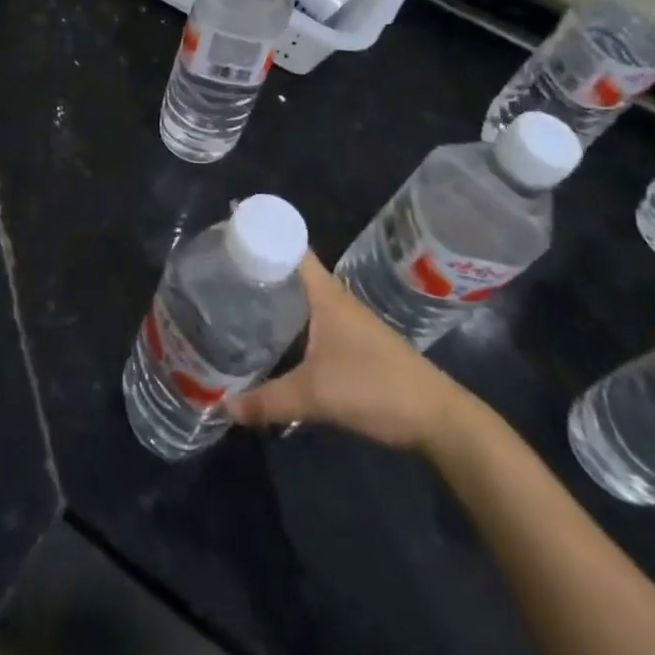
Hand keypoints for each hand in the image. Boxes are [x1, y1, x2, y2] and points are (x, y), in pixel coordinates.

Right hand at [229, 254, 484, 452]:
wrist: (437, 418)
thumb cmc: (375, 387)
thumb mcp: (315, 395)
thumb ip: (268, 400)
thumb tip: (225, 406)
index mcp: (325, 293)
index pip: (289, 247)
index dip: (260, 236)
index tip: (225, 236)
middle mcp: (333, 299)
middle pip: (290, 272)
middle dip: (257, 270)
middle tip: (217, 274)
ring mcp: (345, 321)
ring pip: (300, 299)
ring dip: (273, 299)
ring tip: (234, 304)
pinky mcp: (351, 344)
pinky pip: (310, 321)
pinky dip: (288, 323)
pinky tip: (270, 341)